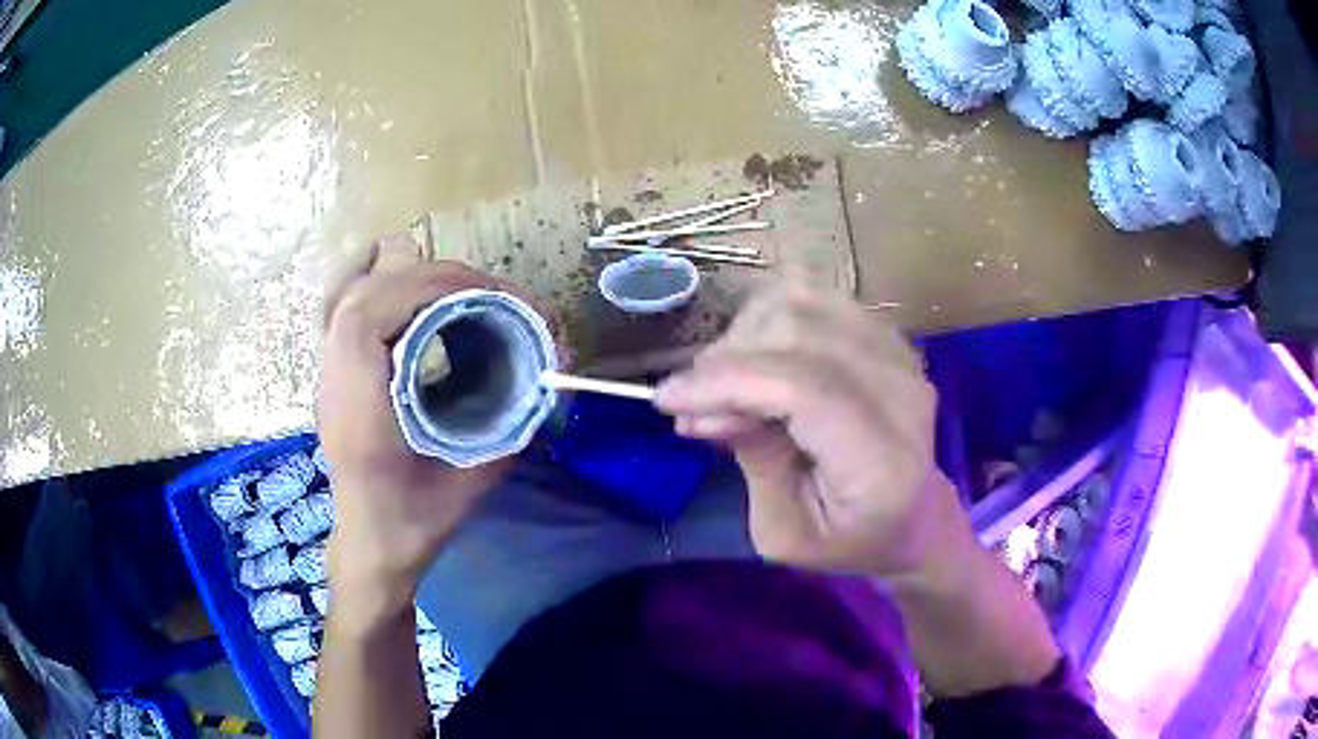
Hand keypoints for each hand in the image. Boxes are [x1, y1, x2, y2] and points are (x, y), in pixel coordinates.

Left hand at [318, 237, 520, 622]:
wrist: (370, 546)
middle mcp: (333, 384)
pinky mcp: (333, 373)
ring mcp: (326, 376)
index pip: (365, 320)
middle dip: (422, 277)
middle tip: (479, 288)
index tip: (476, 292)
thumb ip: (507, 430)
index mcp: (359, 413)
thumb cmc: (413, 524)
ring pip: (345, 295)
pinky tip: (401, 277)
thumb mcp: (469, 486)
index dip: (421, 289)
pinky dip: (372, 280)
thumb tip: (546, 378)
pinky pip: (341, 307)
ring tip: (451, 282)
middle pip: (359, 296)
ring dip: (400, 275)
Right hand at [655, 284, 972, 579]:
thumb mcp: (783, 534)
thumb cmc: (847, 540)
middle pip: (799, 332)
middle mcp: (901, 394)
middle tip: (697, 406)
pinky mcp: (888, 336)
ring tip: (727, 381)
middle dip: (727, 361)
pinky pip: (816, 296)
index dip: (726, 382)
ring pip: (803, 301)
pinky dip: (770, 317)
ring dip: (745, 334)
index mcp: (880, 461)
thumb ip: (751, 462)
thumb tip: (705, 404)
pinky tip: (757, 356)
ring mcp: (900, 356)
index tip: (667, 400)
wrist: (913, 518)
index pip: (803, 387)